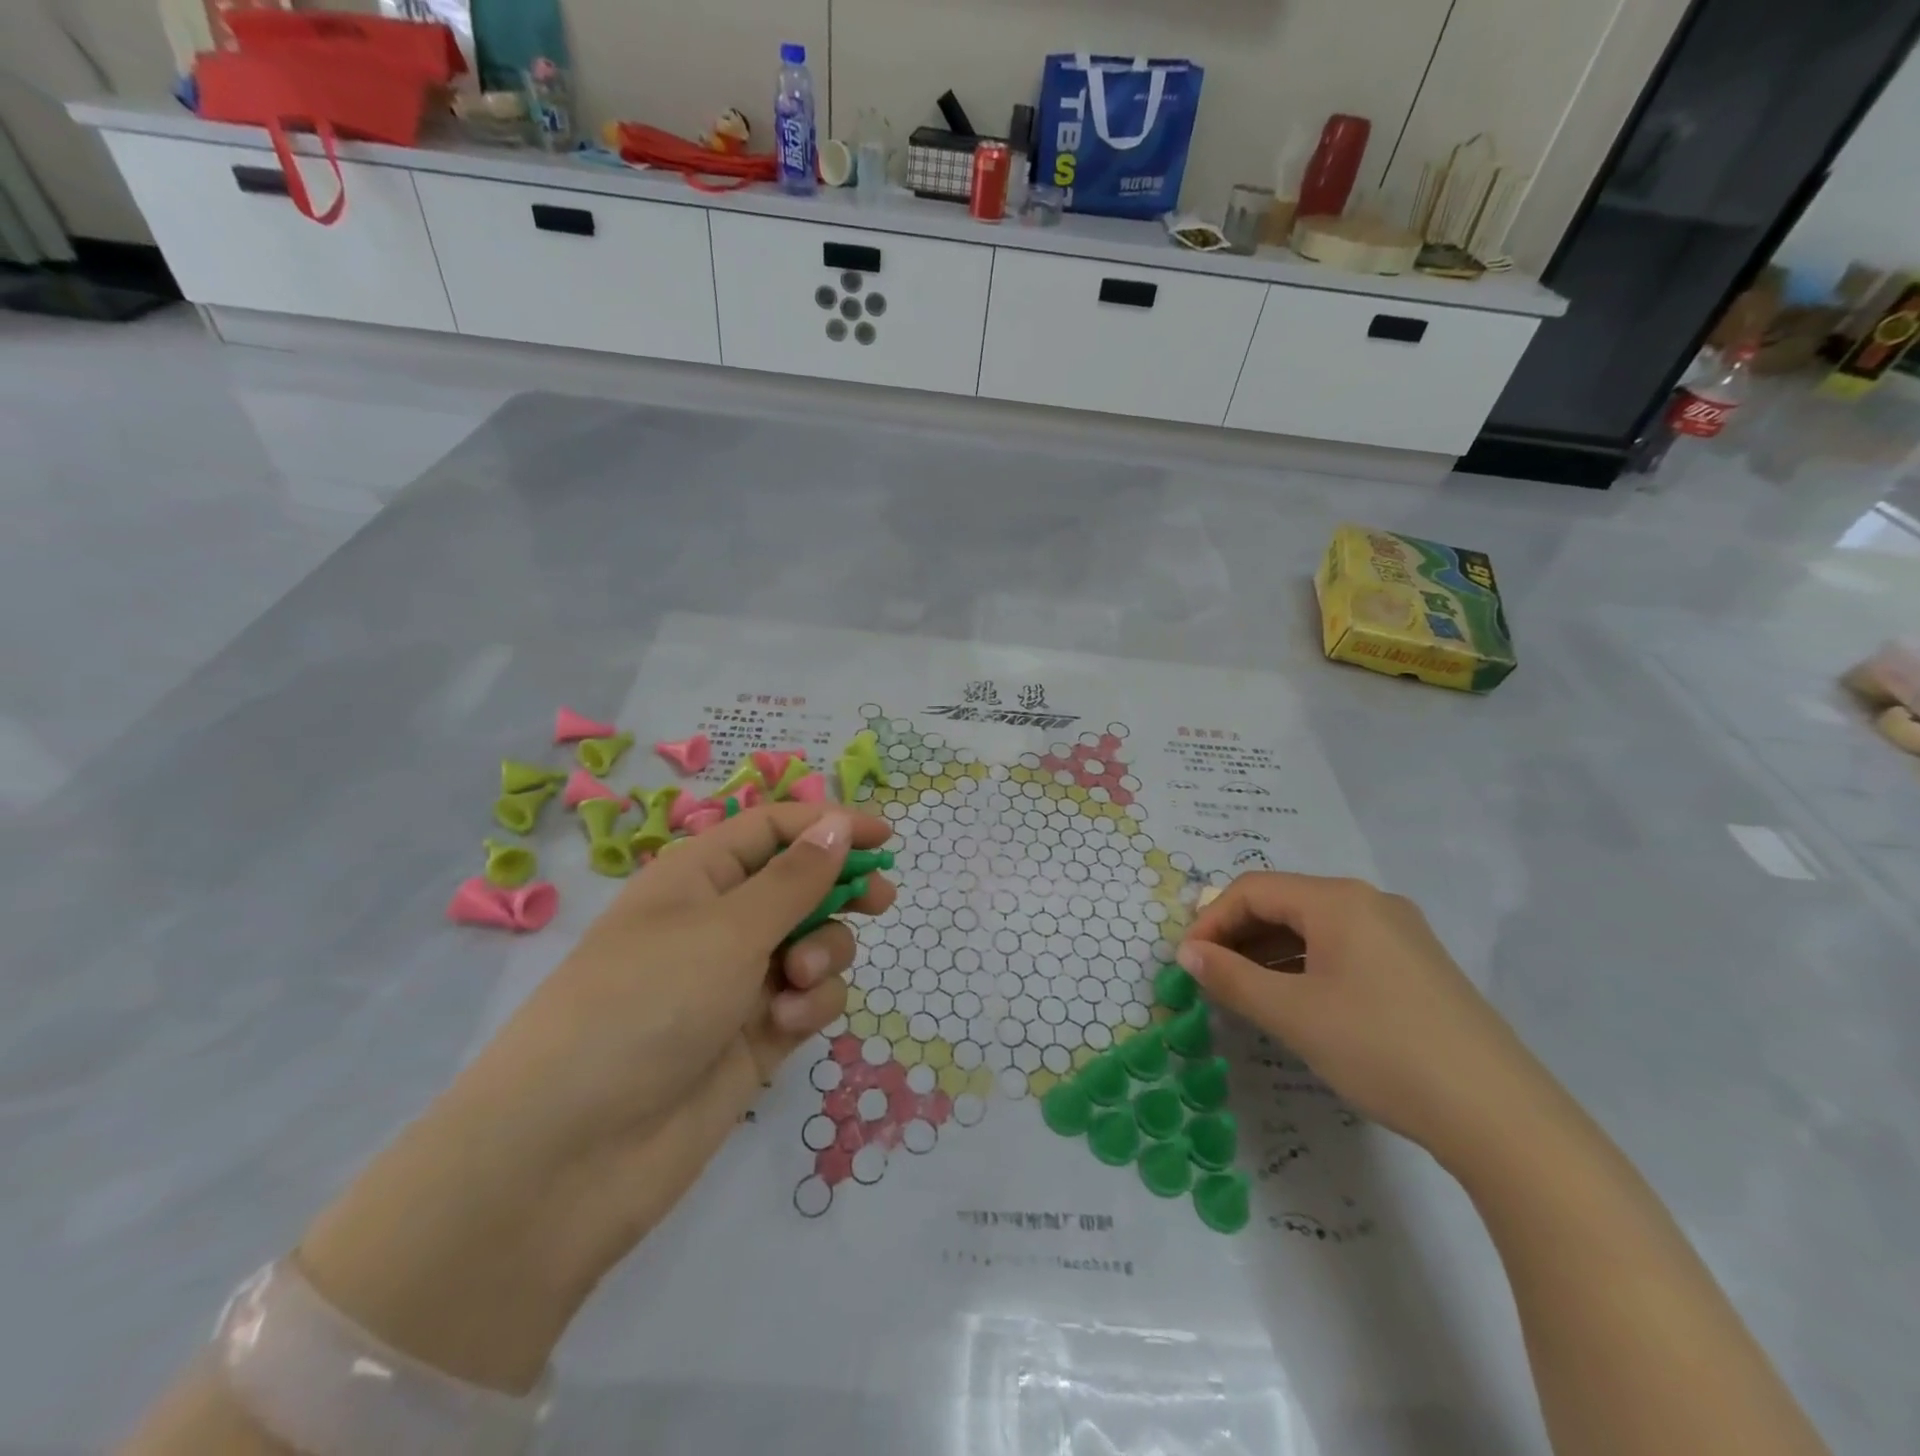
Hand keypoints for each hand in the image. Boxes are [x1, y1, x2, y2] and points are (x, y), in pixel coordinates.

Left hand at [297, 804, 893, 1391]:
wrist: (571, 1158)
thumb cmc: (646, 1003)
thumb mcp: (727, 928)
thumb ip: (795, 878)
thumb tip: (836, 821)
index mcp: (698, 876)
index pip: (773, 829)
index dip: (828, 824)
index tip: (884, 836)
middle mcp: (718, 922)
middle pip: (800, 885)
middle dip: (840, 890)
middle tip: (881, 901)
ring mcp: (737, 982)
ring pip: (812, 944)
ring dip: (824, 954)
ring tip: (799, 980)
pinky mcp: (754, 1037)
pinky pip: (807, 1000)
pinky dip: (811, 1006)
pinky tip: (790, 1026)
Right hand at [1177, 872, 1544, 1163]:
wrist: (1502, 1118)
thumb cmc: (1382, 1050)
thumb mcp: (1294, 1015)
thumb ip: (1231, 978)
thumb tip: (1187, 953)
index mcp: (1339, 900)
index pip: (1253, 890)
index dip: (1211, 920)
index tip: (1187, 961)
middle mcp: (1370, 903)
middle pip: (1284, 903)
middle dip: (1238, 935)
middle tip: (1210, 976)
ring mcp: (1399, 934)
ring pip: (1314, 928)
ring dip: (1269, 953)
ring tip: (1244, 992)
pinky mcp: (1416, 967)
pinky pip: (1343, 949)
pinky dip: (1305, 966)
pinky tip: (1295, 1002)